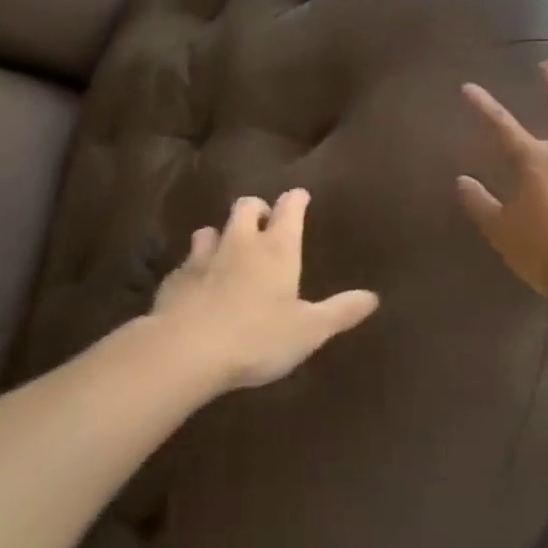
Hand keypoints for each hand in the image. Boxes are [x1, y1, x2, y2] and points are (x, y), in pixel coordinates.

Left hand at [151, 189, 378, 391]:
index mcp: (277, 248)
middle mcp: (240, 242)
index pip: (290, 208)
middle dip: (257, 208)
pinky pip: (186, 262)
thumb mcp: (308, 331)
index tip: (300, 195)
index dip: (296, 199)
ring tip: (227, 250)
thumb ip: (340, 312)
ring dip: (221, 235)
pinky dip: (195, 267)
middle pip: (247, 206)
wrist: (185, 351)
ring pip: (211, 230)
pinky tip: (197, 285)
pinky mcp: (174, 278)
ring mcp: (203, 256)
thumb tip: (373, 297)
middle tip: (264, 223)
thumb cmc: (257, 338)